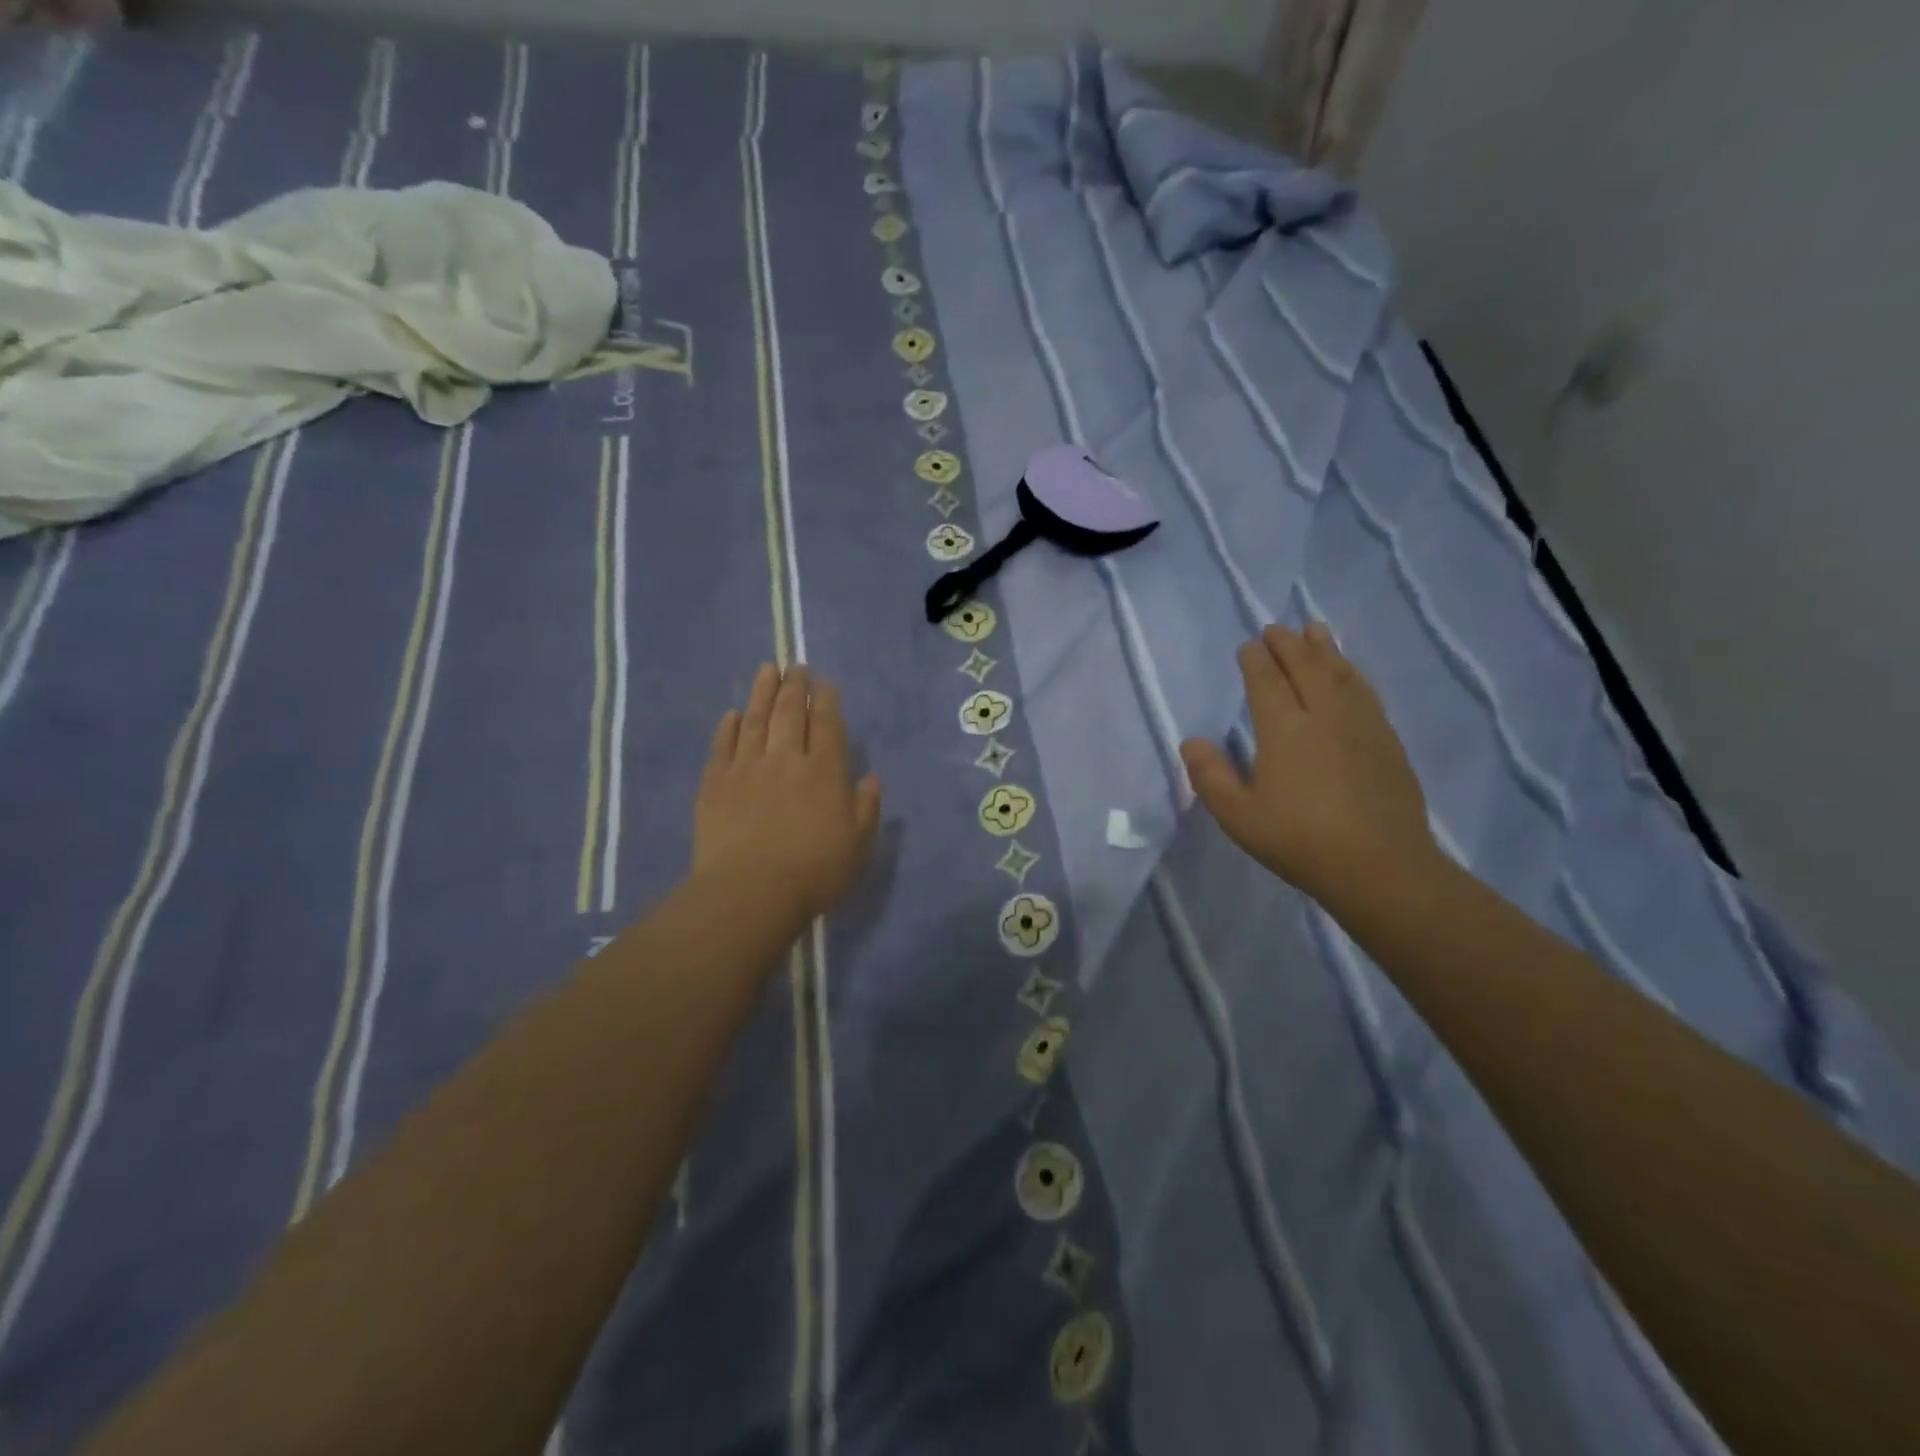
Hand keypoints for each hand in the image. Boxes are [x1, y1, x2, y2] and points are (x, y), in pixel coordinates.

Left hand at [694, 664, 882, 921]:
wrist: (751, 891)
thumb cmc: (814, 871)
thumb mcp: (858, 844)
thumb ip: (866, 807)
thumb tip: (871, 777)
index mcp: (824, 771)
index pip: (827, 725)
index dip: (827, 701)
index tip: (825, 684)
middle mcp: (786, 759)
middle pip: (790, 713)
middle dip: (795, 686)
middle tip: (795, 666)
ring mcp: (747, 768)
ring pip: (755, 720)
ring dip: (762, 692)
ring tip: (766, 670)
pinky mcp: (715, 783)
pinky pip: (722, 745)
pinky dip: (728, 727)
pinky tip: (732, 714)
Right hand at [1180, 624, 1437, 905]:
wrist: (1379, 865)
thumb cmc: (1299, 840)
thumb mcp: (1238, 816)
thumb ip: (1210, 776)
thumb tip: (1192, 741)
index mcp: (1284, 729)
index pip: (1266, 682)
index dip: (1255, 661)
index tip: (1247, 645)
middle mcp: (1323, 715)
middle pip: (1304, 667)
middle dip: (1287, 645)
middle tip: (1275, 629)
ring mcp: (1360, 724)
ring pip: (1339, 674)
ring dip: (1324, 649)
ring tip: (1314, 630)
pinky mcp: (1386, 740)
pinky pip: (1365, 692)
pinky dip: (1353, 673)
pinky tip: (1350, 672)